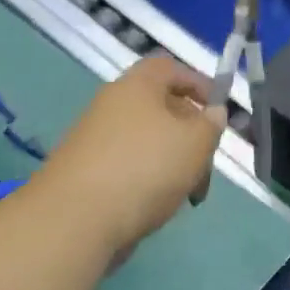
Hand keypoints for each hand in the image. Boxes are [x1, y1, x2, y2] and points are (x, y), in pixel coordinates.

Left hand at [32, 55, 225, 252]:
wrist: (72, 221)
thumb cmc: (145, 168)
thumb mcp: (196, 143)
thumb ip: (212, 124)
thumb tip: (212, 113)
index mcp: (137, 86)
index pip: (170, 68)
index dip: (198, 83)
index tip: (217, 112)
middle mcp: (112, 105)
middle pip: (162, 109)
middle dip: (191, 135)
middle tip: (206, 165)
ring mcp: (94, 140)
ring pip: (148, 142)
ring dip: (173, 162)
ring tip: (186, 195)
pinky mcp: (84, 173)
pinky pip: (128, 166)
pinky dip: (148, 181)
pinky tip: (157, 207)